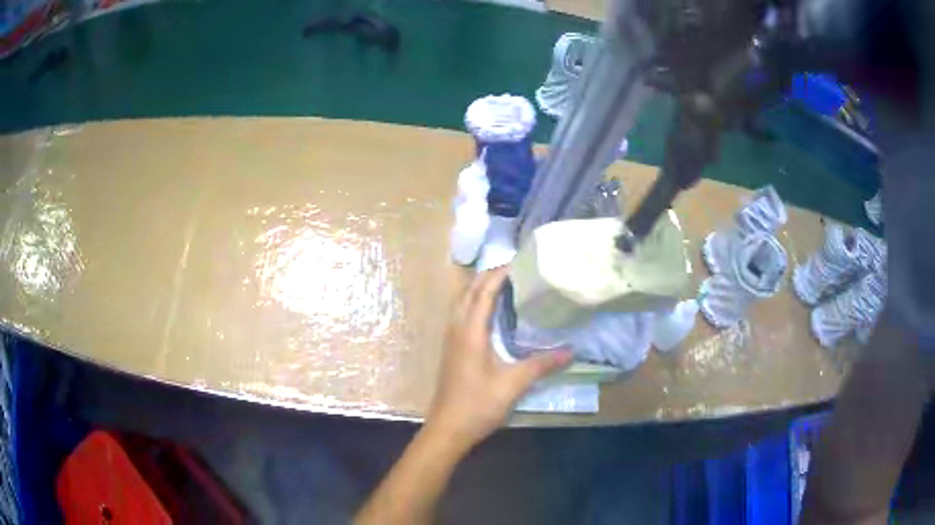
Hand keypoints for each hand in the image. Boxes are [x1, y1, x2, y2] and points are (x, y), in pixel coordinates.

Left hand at [426, 266, 572, 450]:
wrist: (448, 429)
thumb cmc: (478, 405)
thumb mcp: (513, 384)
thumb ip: (542, 365)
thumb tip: (572, 351)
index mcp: (470, 332)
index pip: (484, 291)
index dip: (500, 273)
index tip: (521, 262)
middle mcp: (457, 329)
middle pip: (469, 291)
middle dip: (489, 275)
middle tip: (516, 269)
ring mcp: (451, 339)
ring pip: (462, 302)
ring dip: (480, 288)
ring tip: (505, 284)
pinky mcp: (452, 350)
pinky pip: (461, 315)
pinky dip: (475, 303)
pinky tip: (492, 313)